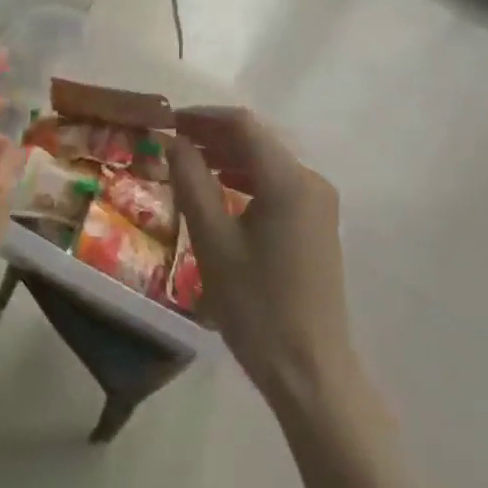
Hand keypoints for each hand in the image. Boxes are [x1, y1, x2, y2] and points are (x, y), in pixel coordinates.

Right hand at [167, 107, 359, 411]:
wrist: (311, 370)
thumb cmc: (256, 306)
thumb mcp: (213, 241)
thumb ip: (191, 182)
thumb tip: (173, 141)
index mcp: (289, 179)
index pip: (243, 124)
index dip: (203, 116)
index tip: (168, 121)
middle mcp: (311, 180)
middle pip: (258, 140)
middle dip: (214, 135)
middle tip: (173, 141)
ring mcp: (319, 202)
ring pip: (267, 161)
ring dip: (229, 156)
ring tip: (189, 163)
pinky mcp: (318, 222)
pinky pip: (278, 184)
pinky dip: (246, 178)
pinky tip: (220, 191)